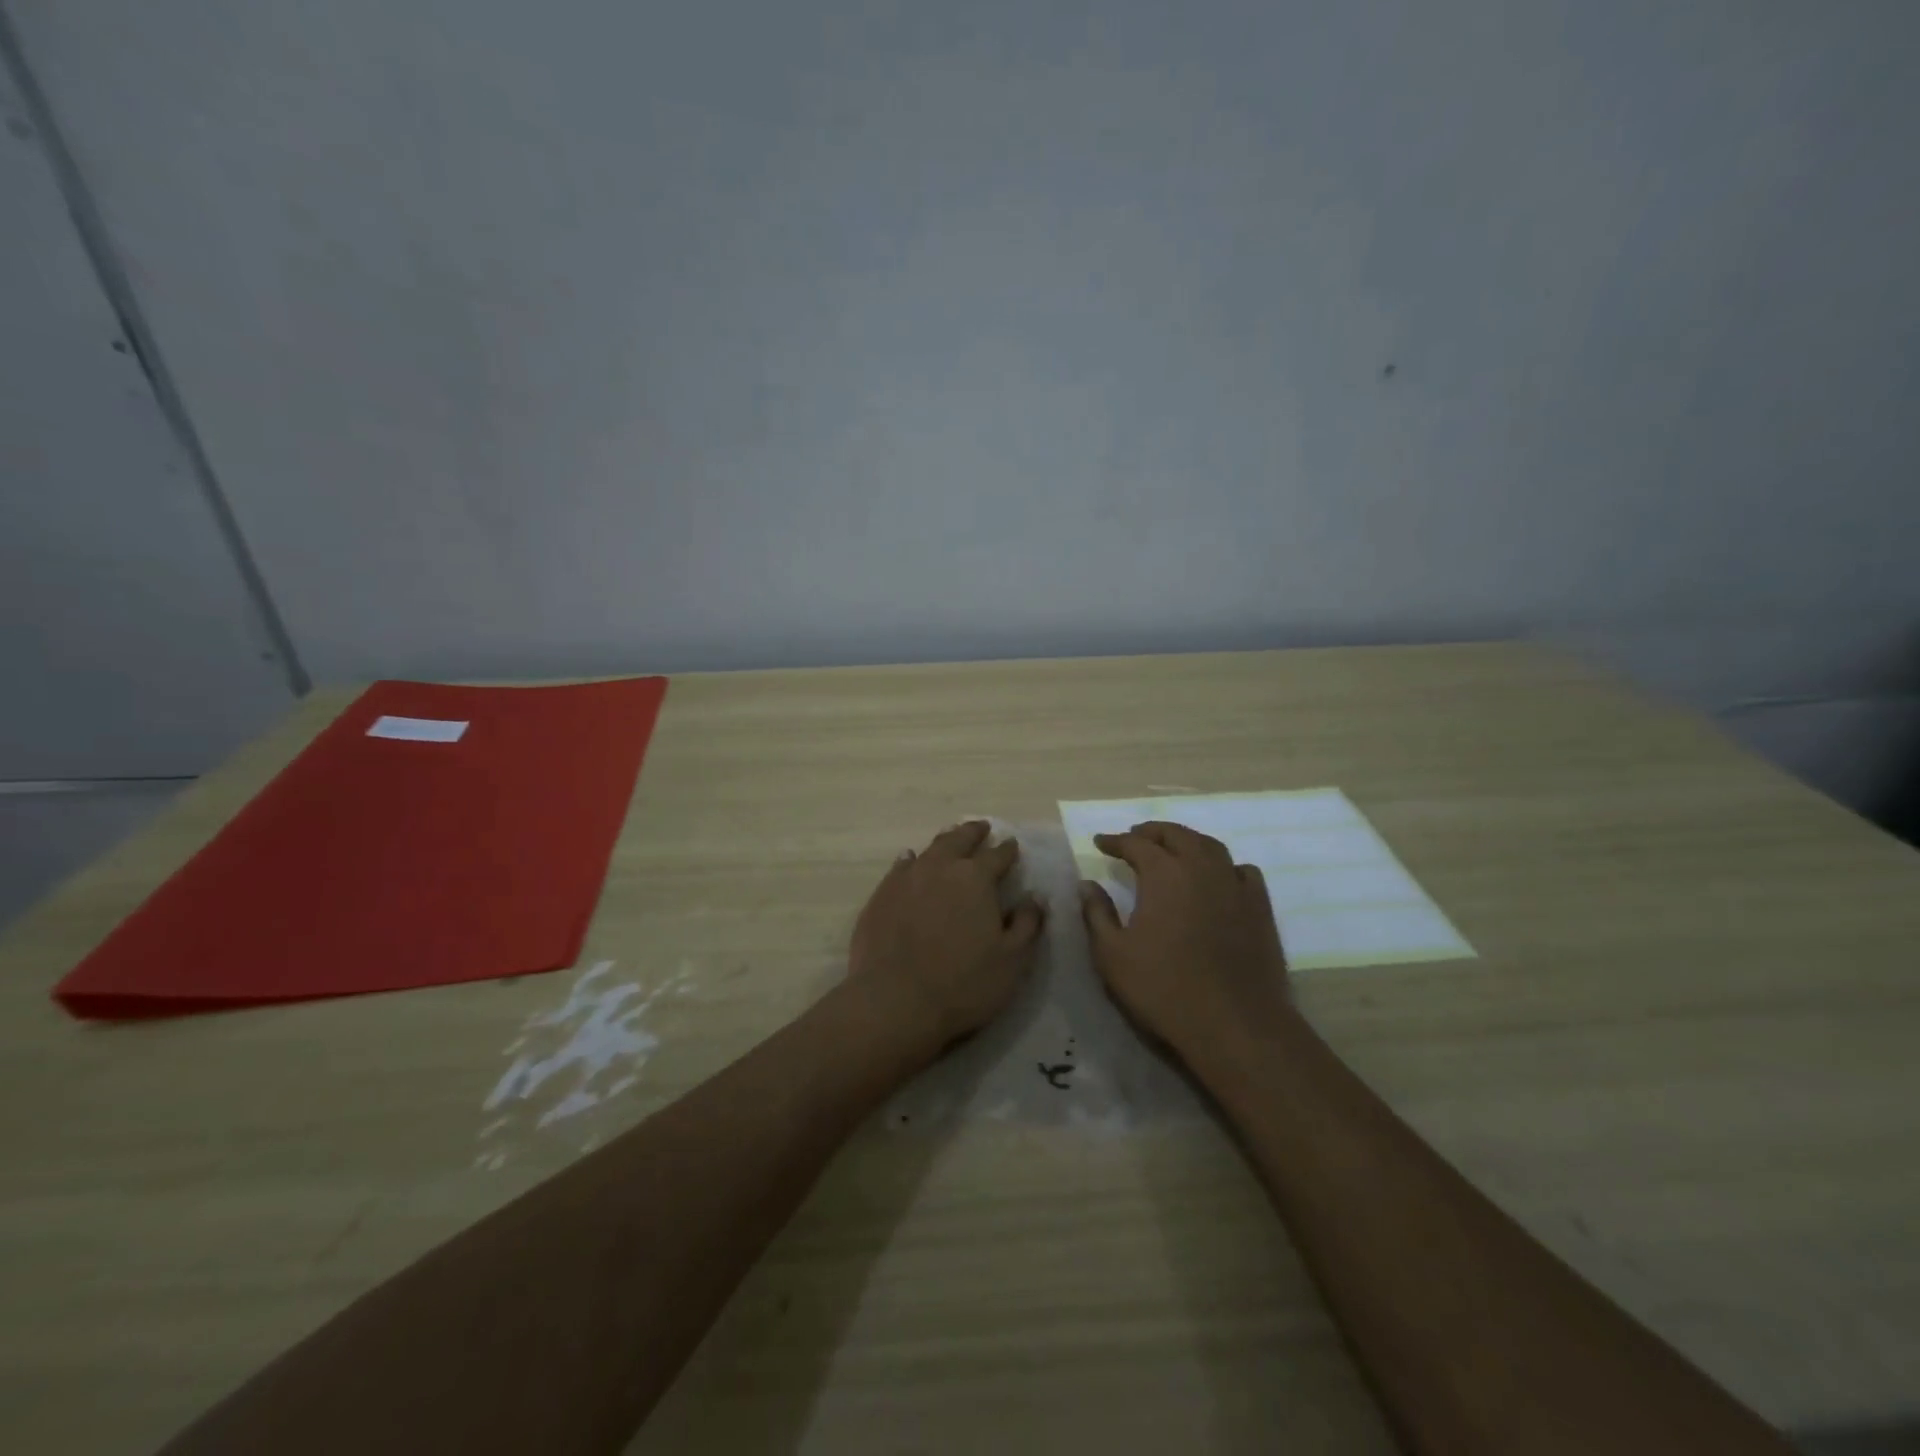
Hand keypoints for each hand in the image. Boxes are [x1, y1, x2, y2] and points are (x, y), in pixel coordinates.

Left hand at [847, 821, 1045, 1054]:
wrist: (894, 1001)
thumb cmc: (963, 983)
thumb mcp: (1012, 960)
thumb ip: (1028, 924)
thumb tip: (1035, 897)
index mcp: (976, 878)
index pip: (998, 855)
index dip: (1008, 850)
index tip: (1013, 845)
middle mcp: (941, 867)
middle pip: (960, 839)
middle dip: (974, 832)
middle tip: (982, 828)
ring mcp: (906, 878)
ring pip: (930, 849)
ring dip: (945, 841)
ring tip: (951, 838)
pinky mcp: (881, 895)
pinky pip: (900, 866)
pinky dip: (911, 859)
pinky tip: (910, 859)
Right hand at [1080, 822, 1292, 1056]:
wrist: (1235, 1024)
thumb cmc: (1164, 988)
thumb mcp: (1113, 955)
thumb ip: (1097, 914)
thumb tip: (1087, 884)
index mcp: (1164, 874)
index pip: (1135, 844)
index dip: (1115, 841)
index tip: (1100, 842)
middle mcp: (1201, 868)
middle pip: (1175, 835)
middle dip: (1151, 832)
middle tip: (1134, 837)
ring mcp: (1235, 885)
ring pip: (1210, 846)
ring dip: (1187, 841)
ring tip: (1172, 849)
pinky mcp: (1260, 907)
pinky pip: (1242, 871)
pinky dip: (1224, 865)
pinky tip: (1218, 877)